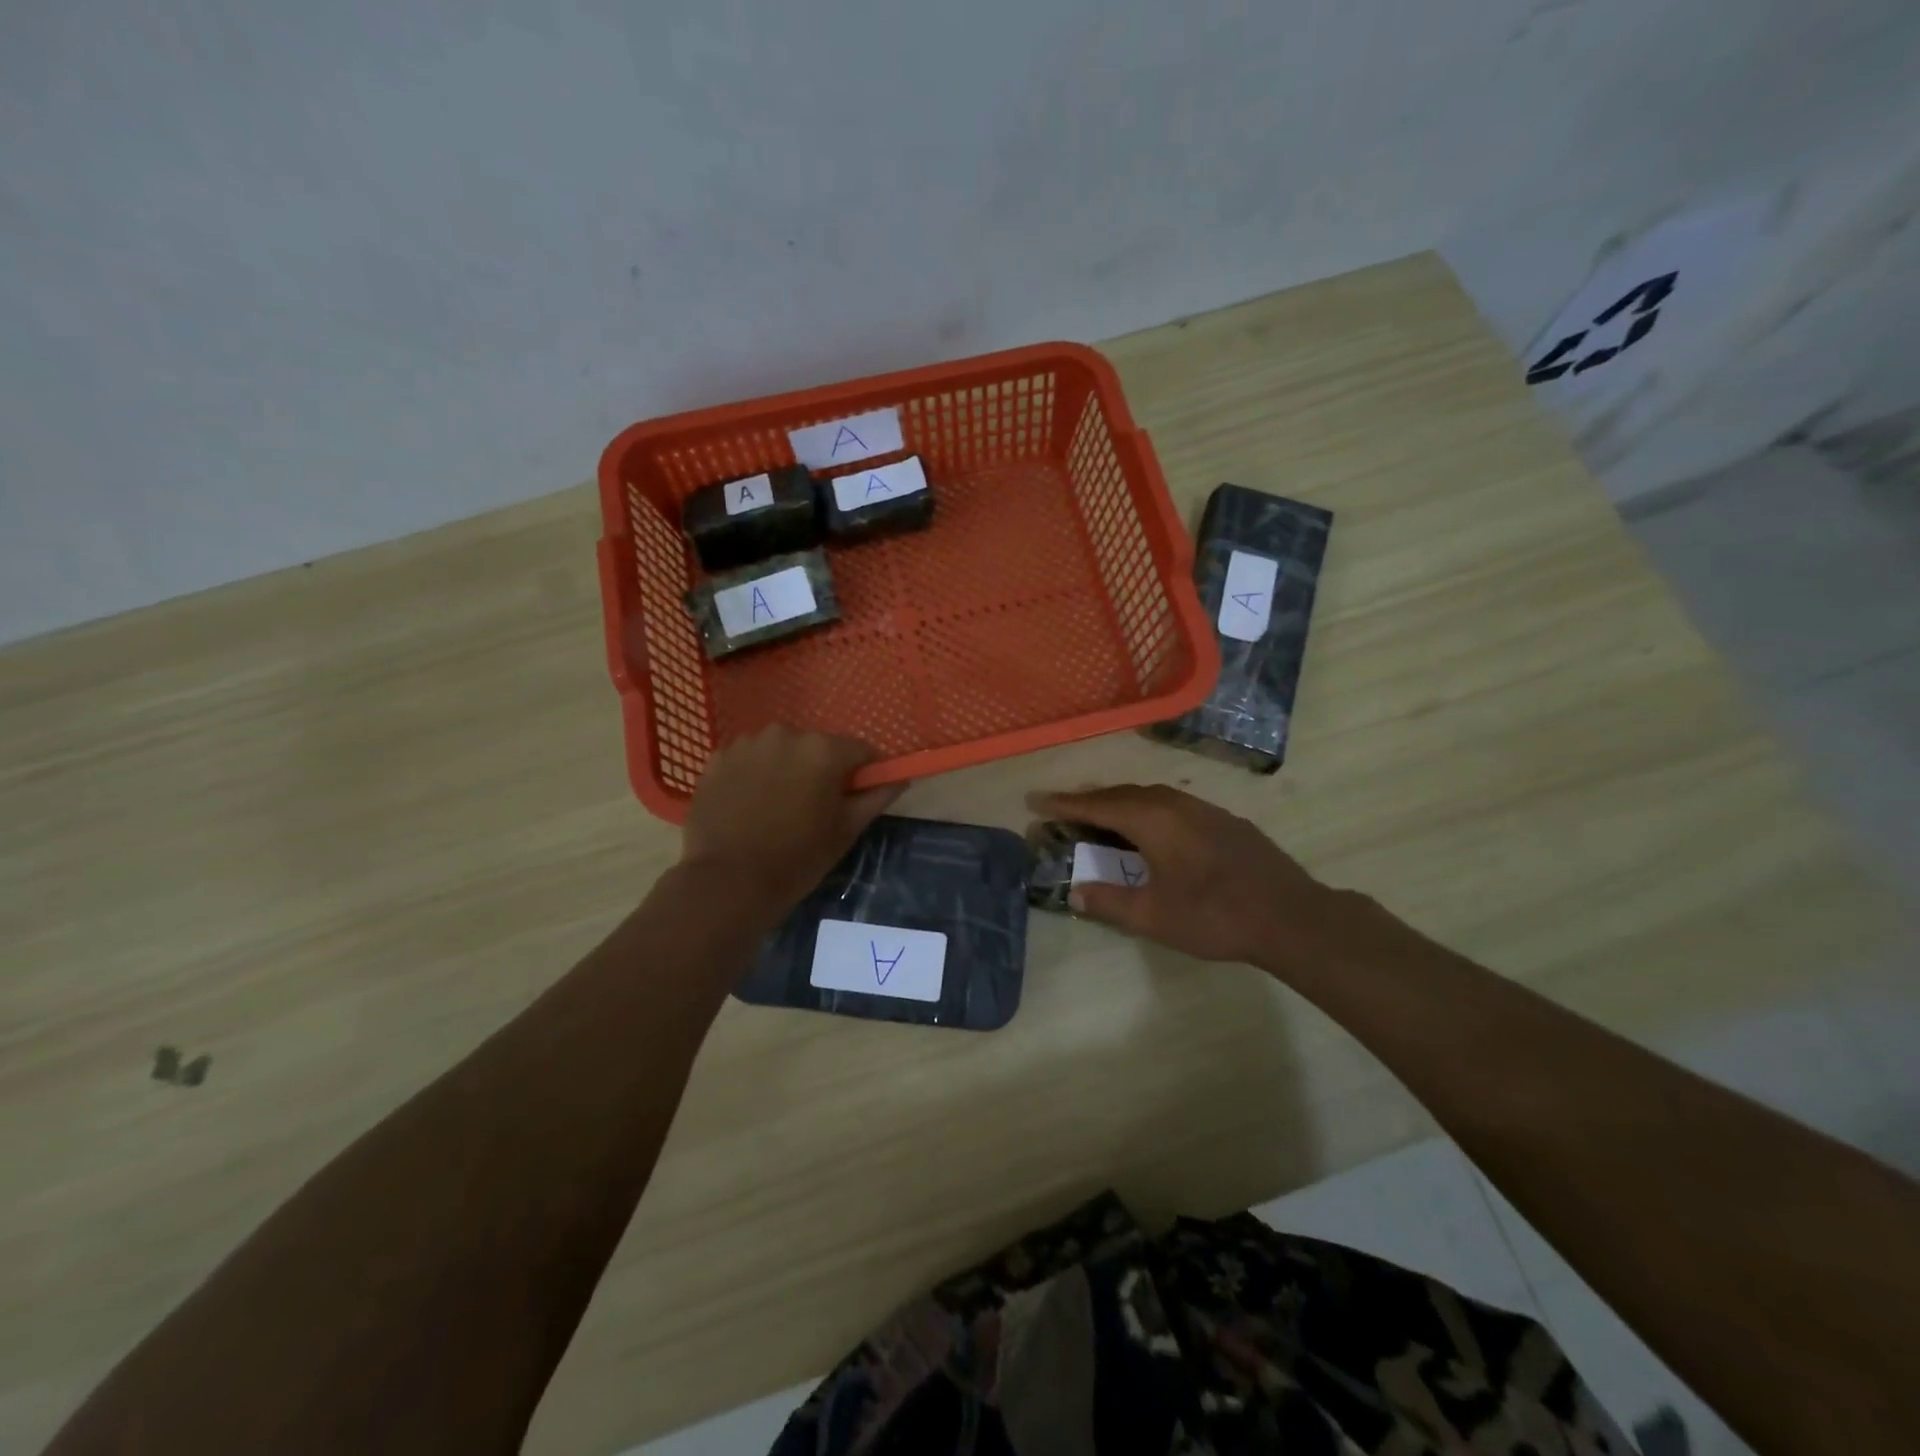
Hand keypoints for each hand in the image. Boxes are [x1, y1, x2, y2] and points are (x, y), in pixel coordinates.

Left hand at [682, 727, 906, 913]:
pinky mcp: (718, 757)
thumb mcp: (846, 831)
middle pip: (818, 747)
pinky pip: (750, 758)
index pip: (861, 750)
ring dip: (787, 769)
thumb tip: (899, 779)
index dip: (865, 772)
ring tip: (777, 807)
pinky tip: (749, 804)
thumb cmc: (797, 858)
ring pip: (782, 750)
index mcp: (824, 750)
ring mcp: (748, 743)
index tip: (858, 795)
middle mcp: (787, 734)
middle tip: (814, 807)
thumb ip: (876, 797)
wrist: (727, 880)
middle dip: (822, 769)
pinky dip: (755, 774)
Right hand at [1029, 784, 1338, 970]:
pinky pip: (1172, 805)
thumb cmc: (1214, 915)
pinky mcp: (1224, 820)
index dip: (1063, 804)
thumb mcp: (1153, 916)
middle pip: (1122, 794)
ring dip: (1120, 804)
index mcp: (1152, 819)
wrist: (1290, 916)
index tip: (1035, 800)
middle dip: (1090, 801)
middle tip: (1064, 810)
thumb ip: (1109, 901)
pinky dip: (1148, 811)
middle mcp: (1174, 803)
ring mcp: (1203, 809)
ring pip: (1150, 796)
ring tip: (1102, 818)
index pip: (1097, 805)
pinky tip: (1152, 831)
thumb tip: (1075, 892)